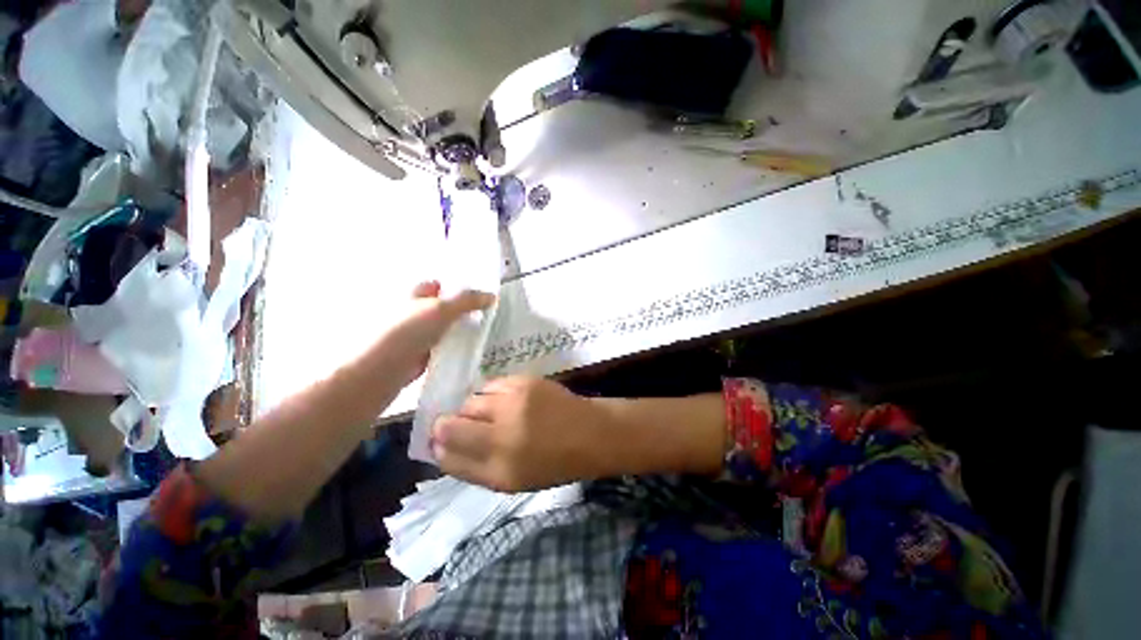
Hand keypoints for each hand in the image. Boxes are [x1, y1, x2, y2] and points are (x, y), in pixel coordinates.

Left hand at [382, 281, 495, 386]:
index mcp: (414, 295)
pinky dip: (455, 350)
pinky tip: (473, 352)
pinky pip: (443, 349)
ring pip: (445, 329)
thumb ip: (467, 301)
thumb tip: (492, 296)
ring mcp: (416, 336)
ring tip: (488, 332)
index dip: (457, 286)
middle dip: (464, 310)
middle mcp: (414, 313)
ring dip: (462, 331)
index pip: (438, 284)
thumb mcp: (441, 309)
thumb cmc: (407, 331)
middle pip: (444, 308)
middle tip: (490, 313)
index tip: (480, 294)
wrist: (381, 371)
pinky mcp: (420, 356)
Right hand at [431, 376, 609, 491]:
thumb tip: (440, 447)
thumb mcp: (512, 480)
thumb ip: (474, 467)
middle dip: (447, 425)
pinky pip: (490, 385)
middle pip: (450, 426)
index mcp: (499, 471)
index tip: (441, 442)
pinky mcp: (524, 382)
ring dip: (473, 409)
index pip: (447, 458)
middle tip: (462, 425)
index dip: (438, 448)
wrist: (589, 432)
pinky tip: (506, 400)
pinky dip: (492, 394)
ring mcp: (513, 404)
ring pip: (469, 401)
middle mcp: (502, 437)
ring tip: (492, 413)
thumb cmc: (552, 463)